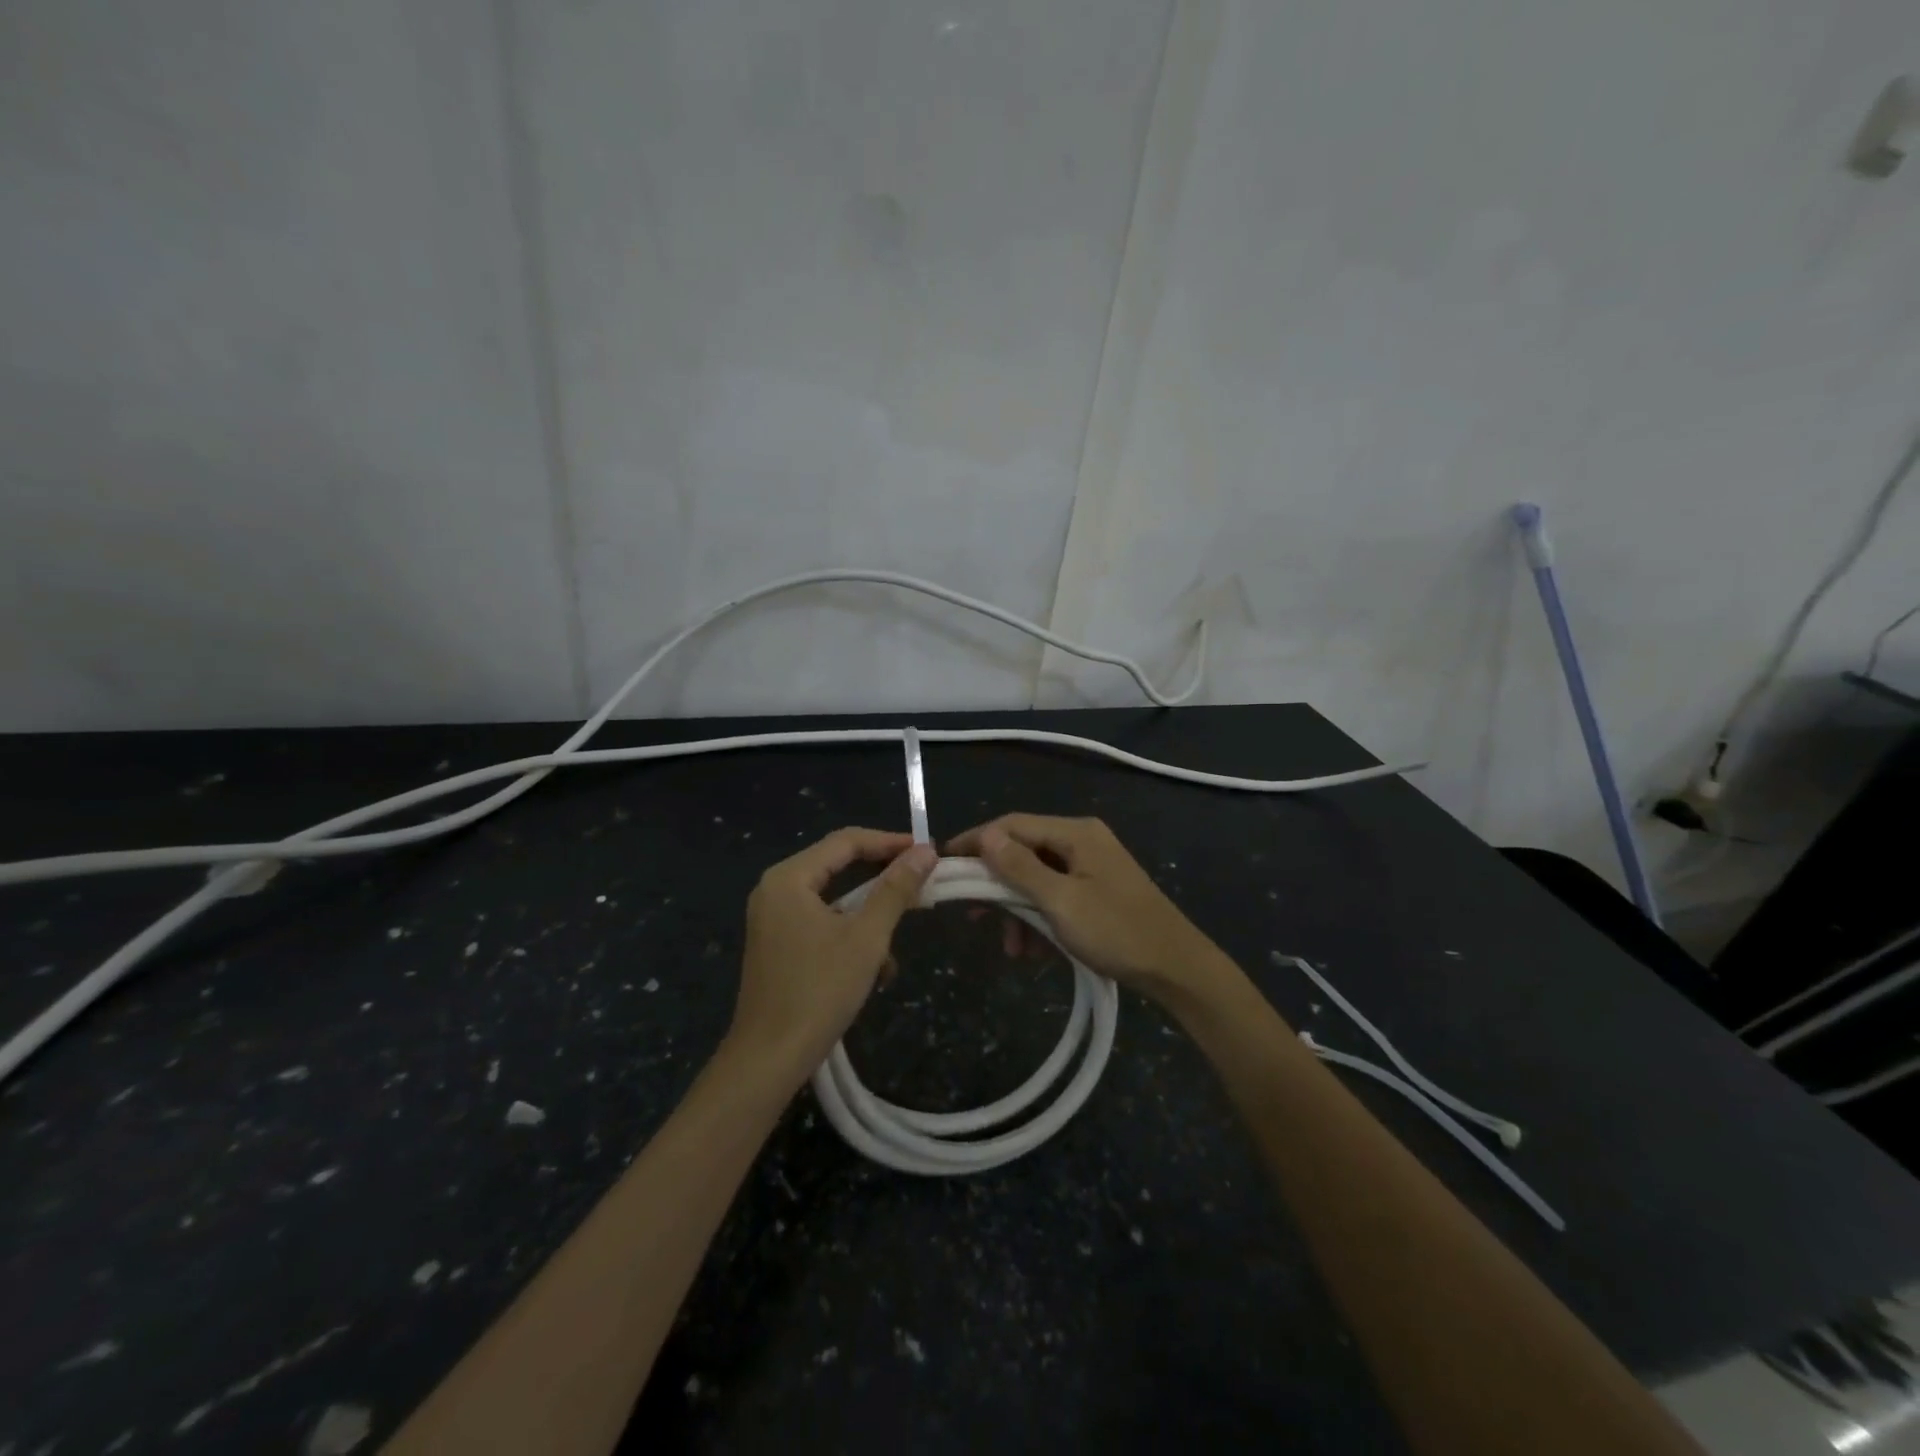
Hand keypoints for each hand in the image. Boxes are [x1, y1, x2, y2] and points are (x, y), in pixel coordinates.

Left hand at [726, 827, 936, 1089]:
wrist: (768, 1060)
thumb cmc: (819, 991)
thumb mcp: (867, 937)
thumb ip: (896, 890)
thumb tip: (926, 851)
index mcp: (789, 878)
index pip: (846, 841)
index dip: (889, 842)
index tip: (927, 850)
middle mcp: (776, 889)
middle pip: (838, 866)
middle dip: (882, 881)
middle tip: (921, 885)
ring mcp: (773, 918)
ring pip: (834, 900)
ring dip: (869, 918)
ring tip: (896, 946)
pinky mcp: (777, 945)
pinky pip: (821, 923)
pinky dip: (849, 937)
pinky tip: (874, 971)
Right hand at [948, 814, 1235, 1010]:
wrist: (1177, 968)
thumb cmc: (1116, 932)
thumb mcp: (1061, 901)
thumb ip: (1020, 868)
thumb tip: (985, 836)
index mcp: (1075, 833)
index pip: (1012, 825)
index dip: (976, 842)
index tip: (943, 864)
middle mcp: (1082, 841)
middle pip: (1023, 851)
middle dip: (996, 885)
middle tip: (971, 914)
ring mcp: (1091, 866)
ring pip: (1036, 878)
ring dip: (1017, 910)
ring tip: (1010, 947)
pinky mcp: (1096, 890)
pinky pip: (1054, 895)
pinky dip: (1038, 918)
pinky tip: (1032, 950)